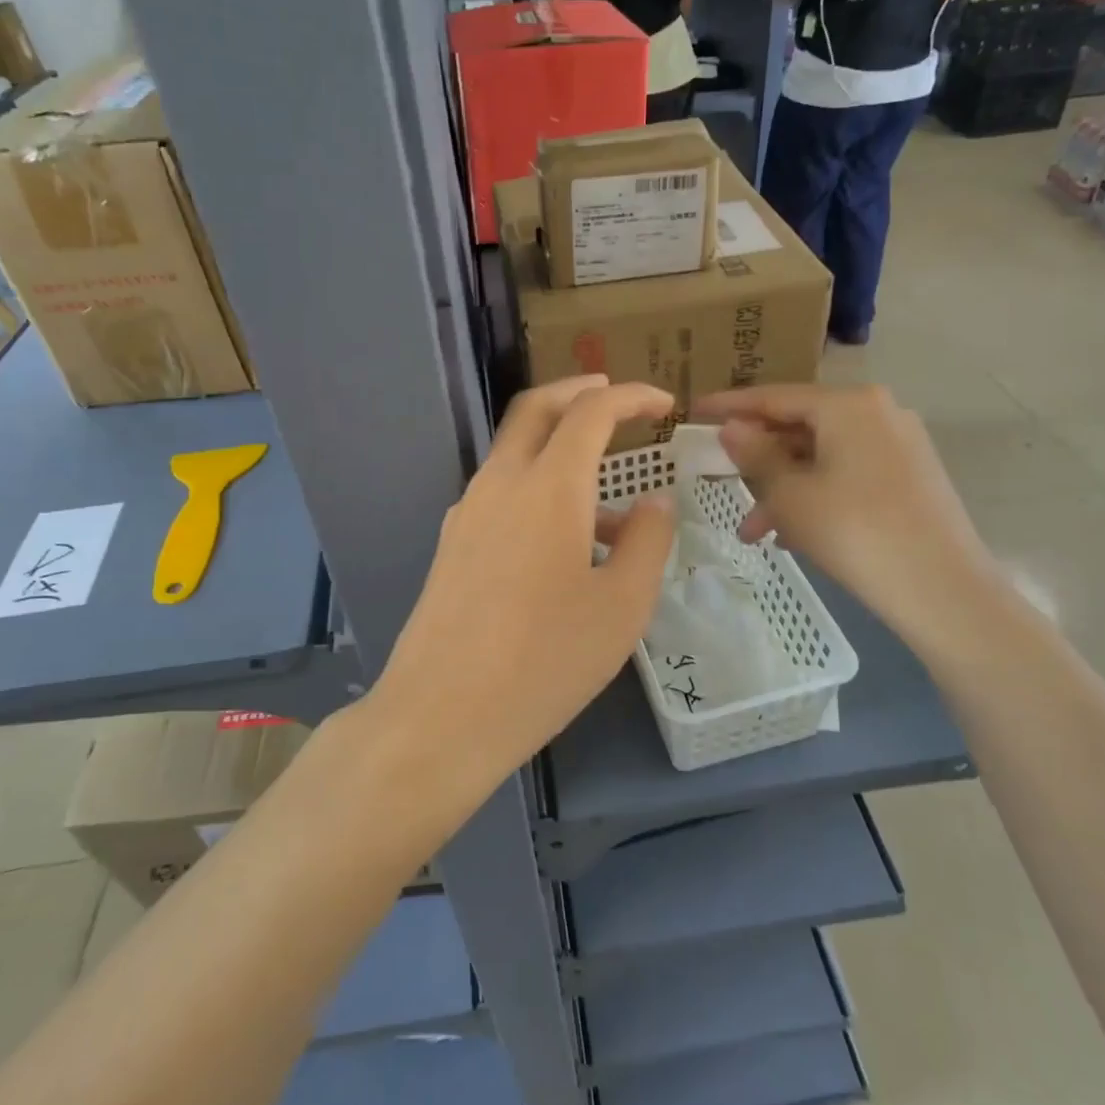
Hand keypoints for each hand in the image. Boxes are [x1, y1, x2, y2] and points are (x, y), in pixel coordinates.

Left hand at [374, 376, 676, 794]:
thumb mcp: (621, 606)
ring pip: (515, 452)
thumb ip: (647, 542)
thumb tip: (655, 503)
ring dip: (558, 449)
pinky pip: (500, 493)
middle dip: (577, 391)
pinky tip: (562, 543)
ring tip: (608, 504)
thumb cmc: (545, 660)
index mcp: (548, 486)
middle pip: (535, 409)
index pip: (590, 412)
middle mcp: (501, 483)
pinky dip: (536, 488)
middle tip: (614, 397)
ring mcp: (468, 511)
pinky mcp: (452, 543)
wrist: (442, 713)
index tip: (662, 404)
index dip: (629, 397)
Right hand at [693, 384, 1002, 654]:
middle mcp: (877, 412)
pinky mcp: (911, 476)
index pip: (774, 396)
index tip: (694, 410)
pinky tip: (793, 535)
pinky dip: (815, 495)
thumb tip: (733, 427)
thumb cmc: (853, 531)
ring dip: (783, 488)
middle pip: (800, 425)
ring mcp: (899, 444)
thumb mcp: (790, 494)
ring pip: (822, 456)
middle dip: (758, 459)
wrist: (941, 589)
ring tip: (753, 531)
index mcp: (847, 405)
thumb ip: (755, 454)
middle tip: (720, 476)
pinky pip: (847, 474)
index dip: (729, 405)